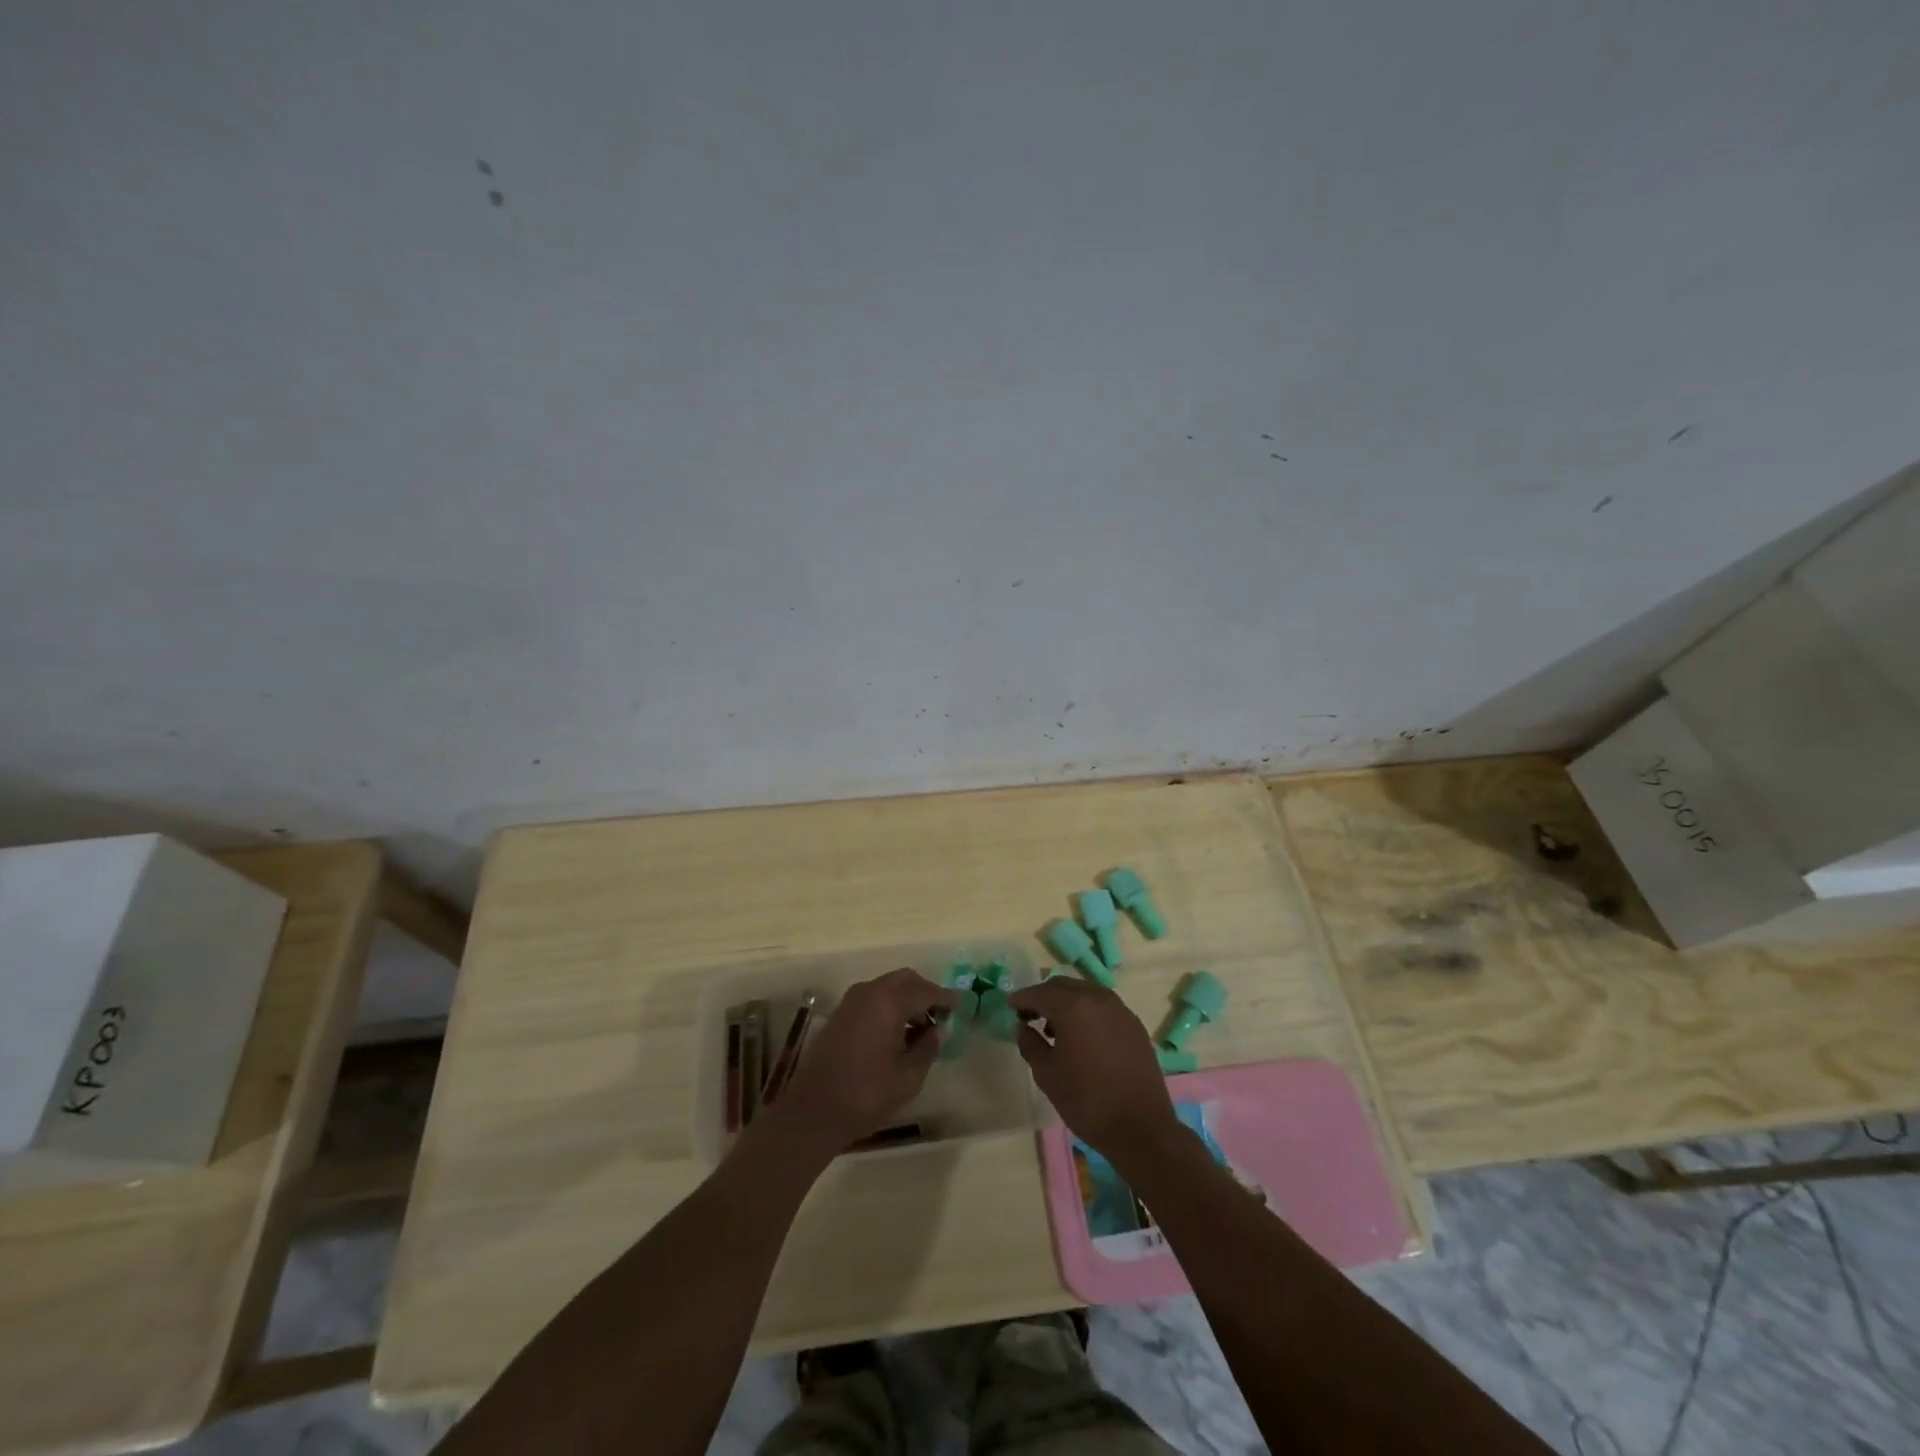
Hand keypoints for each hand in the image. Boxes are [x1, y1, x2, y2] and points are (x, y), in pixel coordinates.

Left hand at [763, 968, 958, 1155]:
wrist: (813, 1110)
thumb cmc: (866, 1094)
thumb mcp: (908, 1076)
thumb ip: (927, 1047)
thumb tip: (938, 1030)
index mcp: (889, 1001)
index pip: (925, 991)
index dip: (945, 998)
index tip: (961, 1004)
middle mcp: (870, 992)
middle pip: (905, 980)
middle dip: (925, 993)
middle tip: (941, 1015)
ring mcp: (851, 1001)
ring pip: (887, 987)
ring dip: (906, 999)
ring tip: (920, 1028)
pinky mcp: (840, 1014)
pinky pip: (873, 998)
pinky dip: (889, 1006)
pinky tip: (897, 1032)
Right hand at [1007, 977, 1178, 1162]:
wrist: (1141, 1127)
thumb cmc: (1087, 1101)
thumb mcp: (1047, 1075)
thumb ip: (1030, 1044)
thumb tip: (1023, 1027)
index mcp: (1073, 1007)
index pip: (1039, 993)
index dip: (1022, 998)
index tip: (1011, 1007)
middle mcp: (1097, 998)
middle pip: (1063, 986)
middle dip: (1043, 996)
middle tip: (1030, 1016)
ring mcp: (1120, 1009)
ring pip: (1085, 992)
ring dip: (1066, 1002)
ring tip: (1055, 1029)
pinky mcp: (1134, 1024)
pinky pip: (1103, 1006)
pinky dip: (1087, 1011)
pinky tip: (1083, 1036)